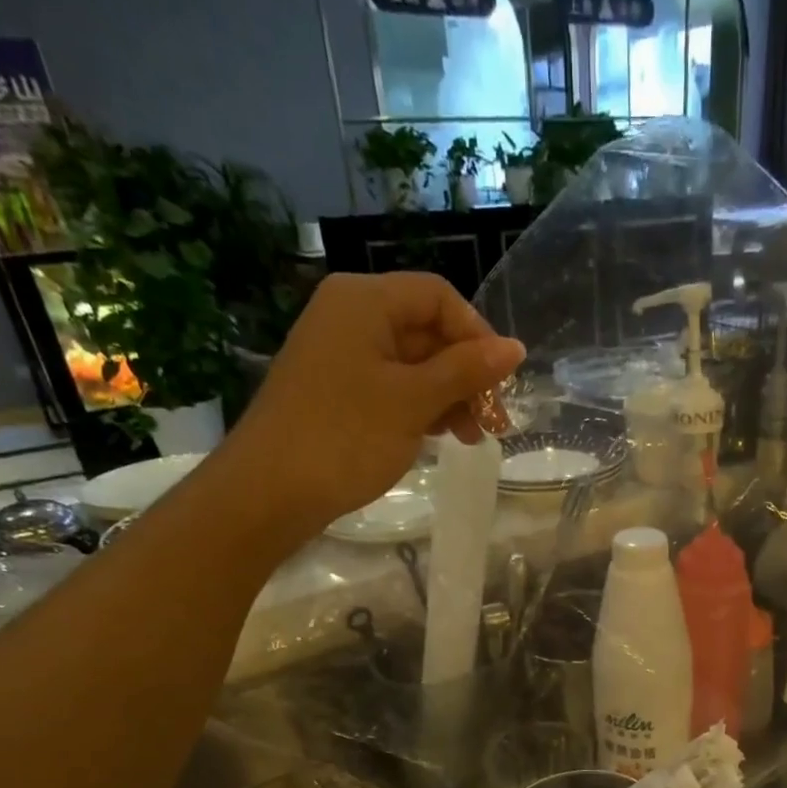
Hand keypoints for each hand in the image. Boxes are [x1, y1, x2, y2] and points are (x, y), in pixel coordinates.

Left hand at [225, 272, 523, 525]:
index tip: (500, 383)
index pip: (438, 297)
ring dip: (450, 396)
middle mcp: (351, 315)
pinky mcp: (338, 390)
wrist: (271, 490)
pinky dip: (422, 408)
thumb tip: (515, 347)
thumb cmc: (346, 437)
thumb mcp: (415, 401)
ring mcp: (341, 354)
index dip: (477, 335)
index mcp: (365, 300)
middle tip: (494, 423)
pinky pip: (392, 386)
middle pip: (427, 330)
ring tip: (472, 439)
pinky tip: (441, 437)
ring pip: (414, 363)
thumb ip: (467, 370)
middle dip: (467, 374)